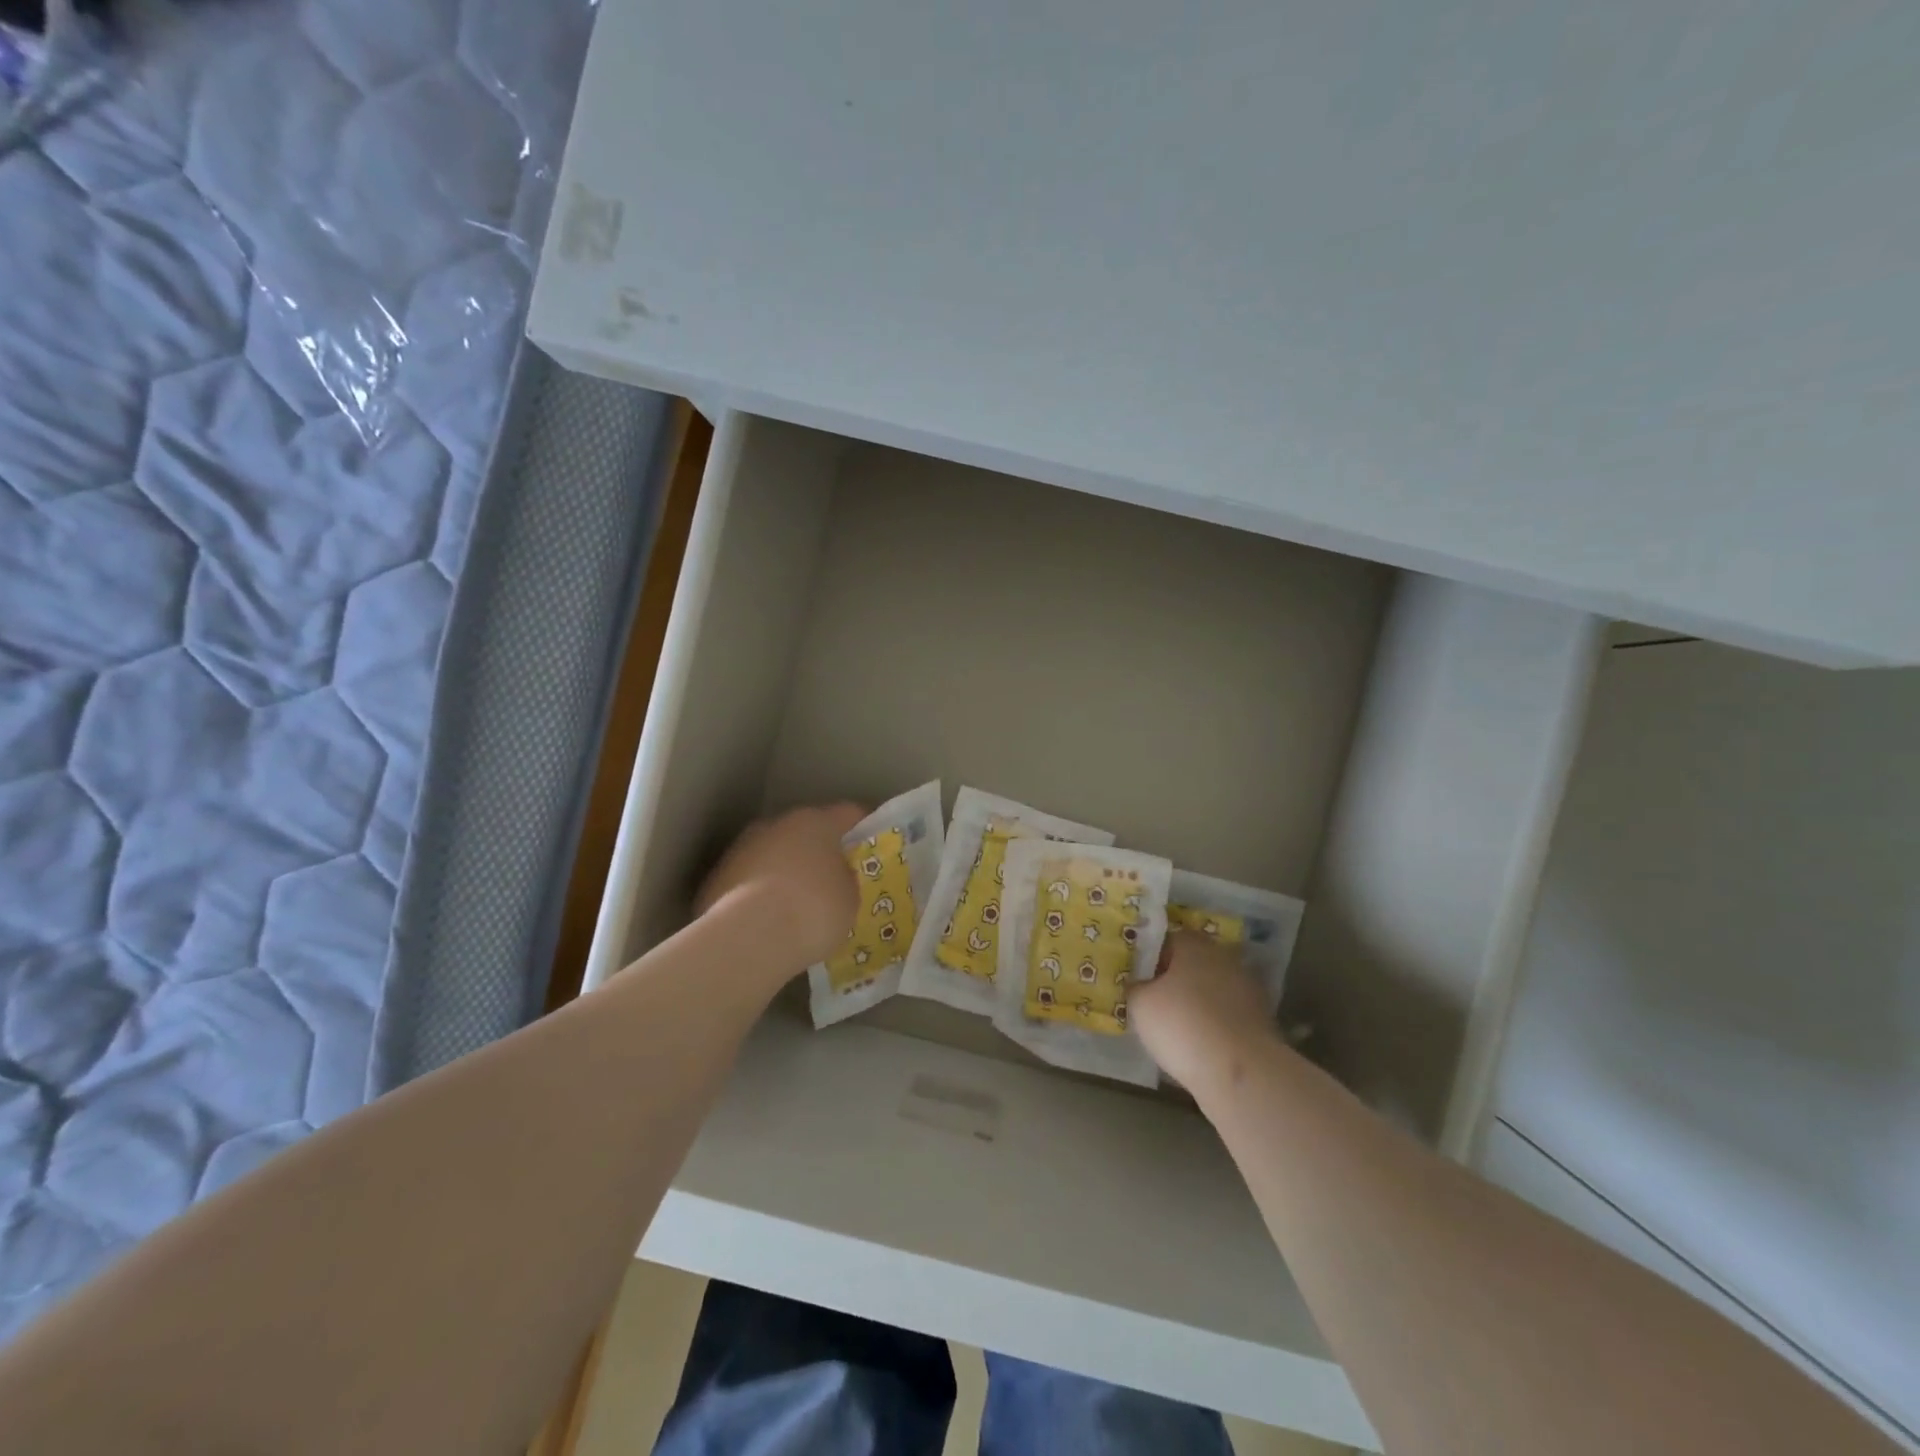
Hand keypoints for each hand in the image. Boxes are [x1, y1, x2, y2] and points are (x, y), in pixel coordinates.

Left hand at [697, 803, 865, 967]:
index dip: (862, 827)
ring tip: (796, 904)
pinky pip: (748, 879)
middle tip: (832, 877)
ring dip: (785, 870)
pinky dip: (758, 893)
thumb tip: (834, 877)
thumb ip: (844, 880)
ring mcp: (742, 848)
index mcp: (816, 822)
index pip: (848, 813)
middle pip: (804, 831)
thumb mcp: (848, 898)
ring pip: (772, 853)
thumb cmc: (813, 910)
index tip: (870, 844)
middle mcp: (776, 824)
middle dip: (817, 850)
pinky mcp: (716, 877)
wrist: (748, 938)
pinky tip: (766, 920)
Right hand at [1131, 931, 1282, 1093]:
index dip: (1150, 958)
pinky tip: (1201, 1042)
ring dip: (1197, 1001)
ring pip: (1212, 988)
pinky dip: (1214, 1022)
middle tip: (1155, 1002)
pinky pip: (1227, 1012)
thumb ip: (1135, 986)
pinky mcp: (1261, 1018)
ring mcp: (1247, 987)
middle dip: (1175, 978)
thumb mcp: (1140, 1004)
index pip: (1167, 939)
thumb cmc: (1182, 1025)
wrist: (1240, 1072)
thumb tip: (1138, 983)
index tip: (1139, 979)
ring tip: (1177, 1026)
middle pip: (1193, 962)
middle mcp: (1223, 957)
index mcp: (1193, 944)